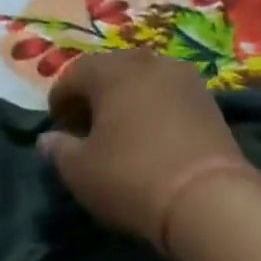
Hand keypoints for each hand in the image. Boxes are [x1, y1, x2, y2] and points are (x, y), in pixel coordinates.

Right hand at [40, 49, 259, 248]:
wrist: (206, 198)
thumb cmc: (130, 179)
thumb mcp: (80, 172)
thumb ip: (59, 151)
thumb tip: (49, 139)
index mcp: (112, 71)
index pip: (74, 74)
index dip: (59, 99)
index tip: (55, 125)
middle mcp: (150, 63)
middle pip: (113, 71)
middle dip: (94, 95)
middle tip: (85, 126)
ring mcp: (186, 80)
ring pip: (145, 82)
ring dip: (127, 102)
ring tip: (119, 134)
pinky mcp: (210, 104)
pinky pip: (169, 99)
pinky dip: (153, 112)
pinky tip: (150, 140)